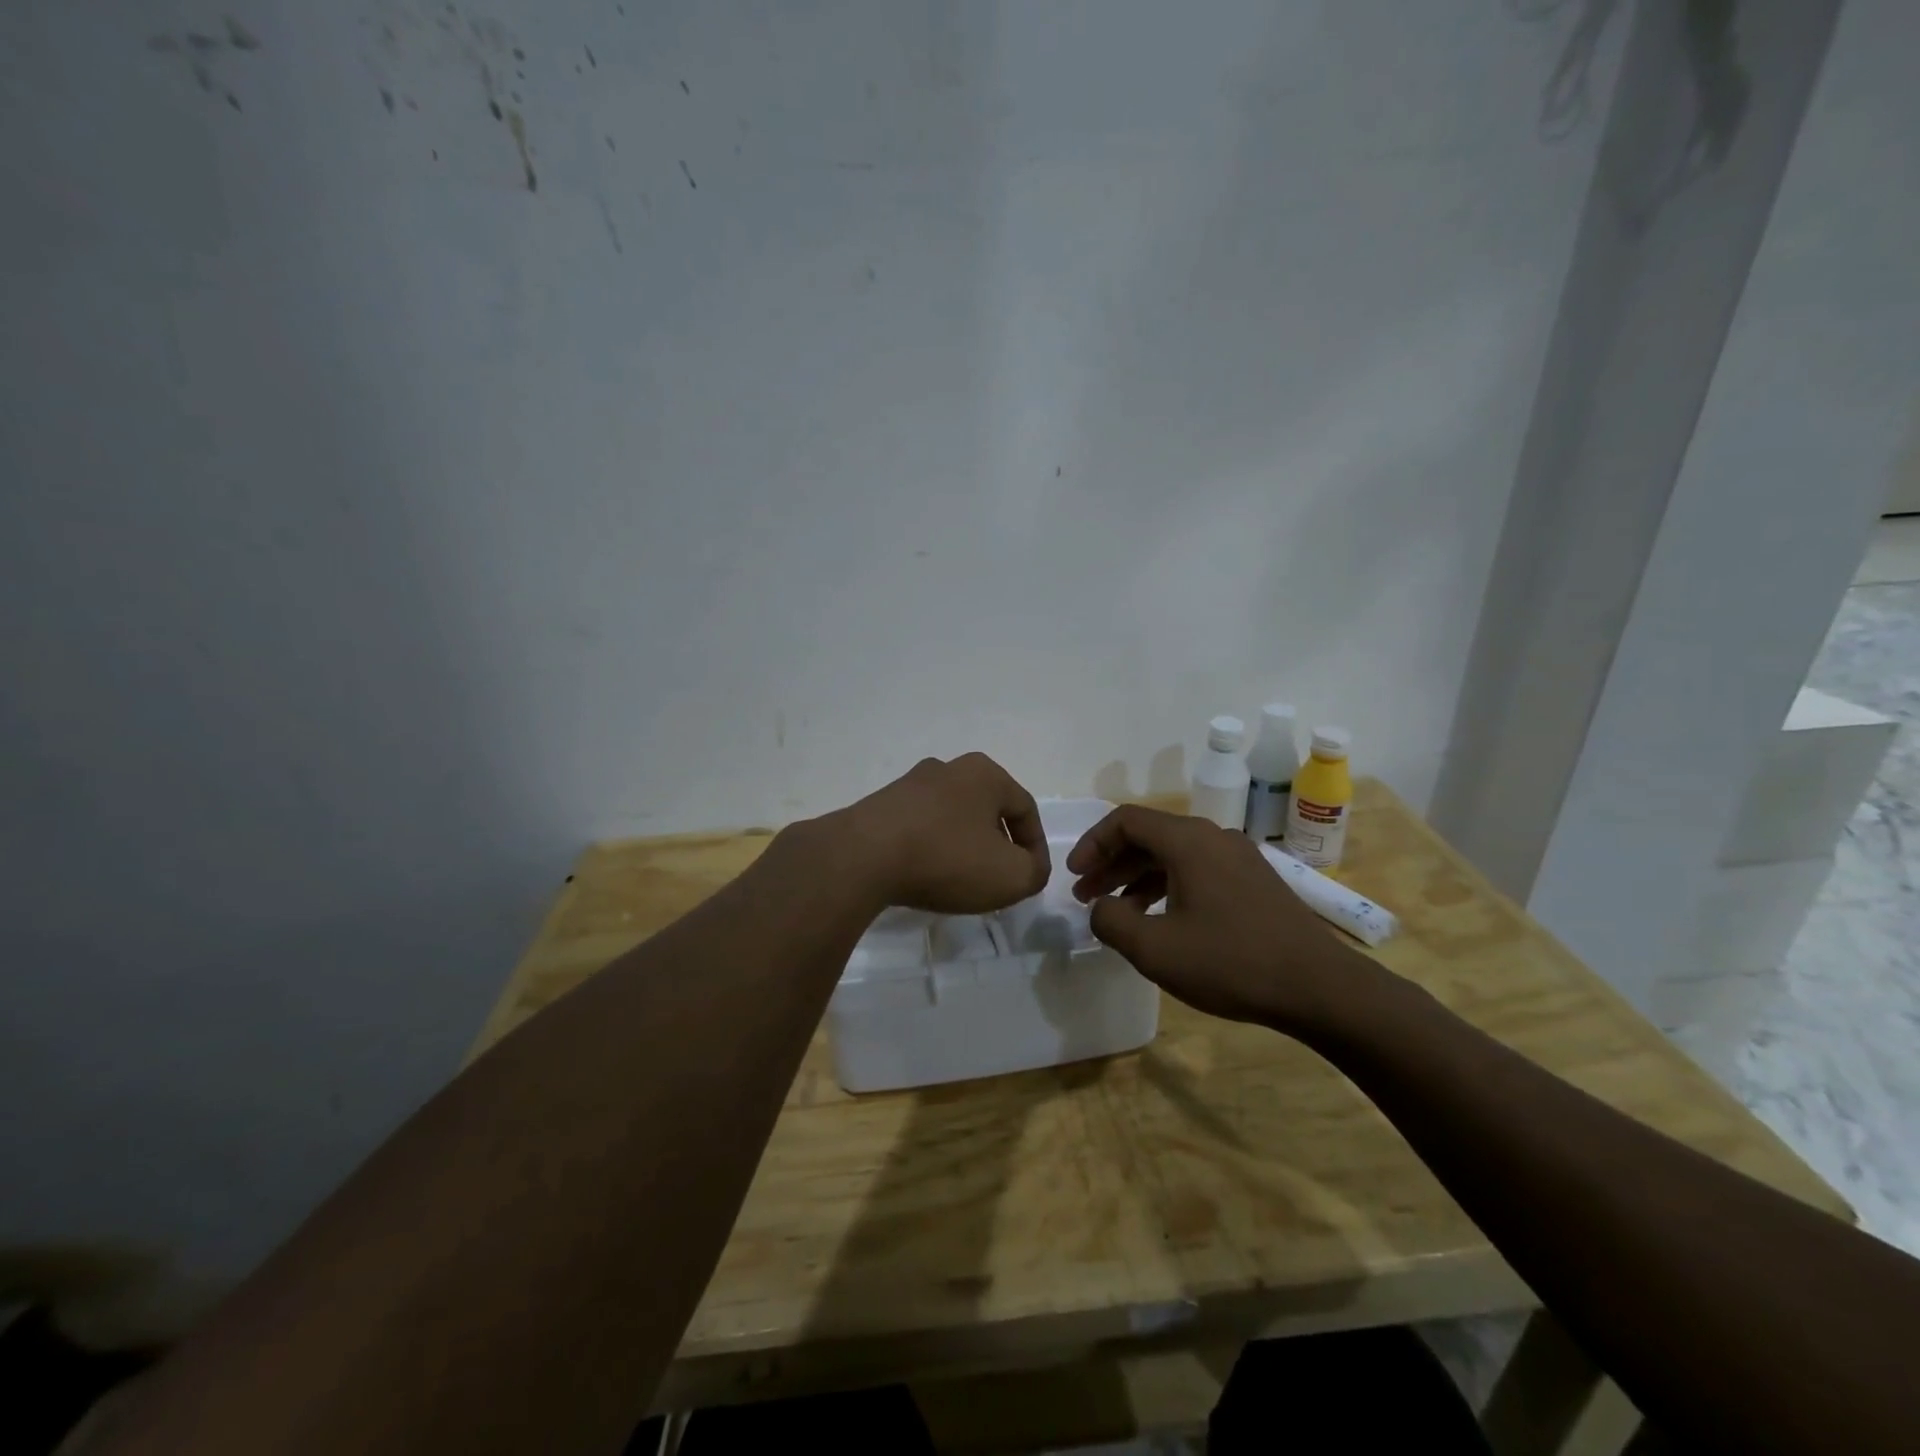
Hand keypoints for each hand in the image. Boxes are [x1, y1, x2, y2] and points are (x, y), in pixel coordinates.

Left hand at [830, 753, 1051, 913]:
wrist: (862, 857)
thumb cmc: (947, 859)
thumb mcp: (1011, 876)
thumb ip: (1034, 872)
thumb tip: (1027, 867)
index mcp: (985, 774)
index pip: (1026, 810)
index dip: (1036, 848)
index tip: (1031, 880)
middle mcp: (948, 768)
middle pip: (987, 810)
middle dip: (998, 845)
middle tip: (999, 879)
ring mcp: (910, 784)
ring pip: (953, 818)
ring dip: (963, 847)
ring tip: (961, 881)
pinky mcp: (881, 805)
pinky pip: (920, 828)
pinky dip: (931, 850)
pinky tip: (926, 875)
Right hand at [1067, 805, 1370, 1029]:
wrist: (1320, 987)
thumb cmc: (1231, 963)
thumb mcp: (1155, 949)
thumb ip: (1111, 921)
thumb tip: (1102, 907)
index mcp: (1188, 841)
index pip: (1125, 821)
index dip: (1092, 844)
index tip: (1074, 877)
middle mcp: (1213, 837)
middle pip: (1149, 836)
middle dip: (1111, 863)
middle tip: (1086, 896)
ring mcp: (1238, 857)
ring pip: (1174, 854)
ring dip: (1138, 877)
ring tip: (1118, 911)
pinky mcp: (1254, 881)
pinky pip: (1198, 870)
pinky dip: (1168, 886)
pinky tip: (1161, 919)